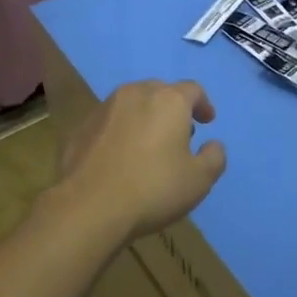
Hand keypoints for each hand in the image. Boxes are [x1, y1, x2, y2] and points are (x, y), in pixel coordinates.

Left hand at [53, 80, 226, 242]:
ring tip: (149, 145)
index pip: (193, 90)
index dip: (203, 104)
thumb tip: (213, 145)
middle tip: (179, 134)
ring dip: (145, 117)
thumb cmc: (153, 189)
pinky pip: (110, 121)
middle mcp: (137, 93)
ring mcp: (105, 107)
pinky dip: (121, 131)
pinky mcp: (83, 126)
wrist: (89, 206)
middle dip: (173, 109)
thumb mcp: (199, 180)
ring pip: (133, 104)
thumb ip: (214, 157)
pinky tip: (120, 157)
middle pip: (161, 92)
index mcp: (169, 100)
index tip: (207, 121)